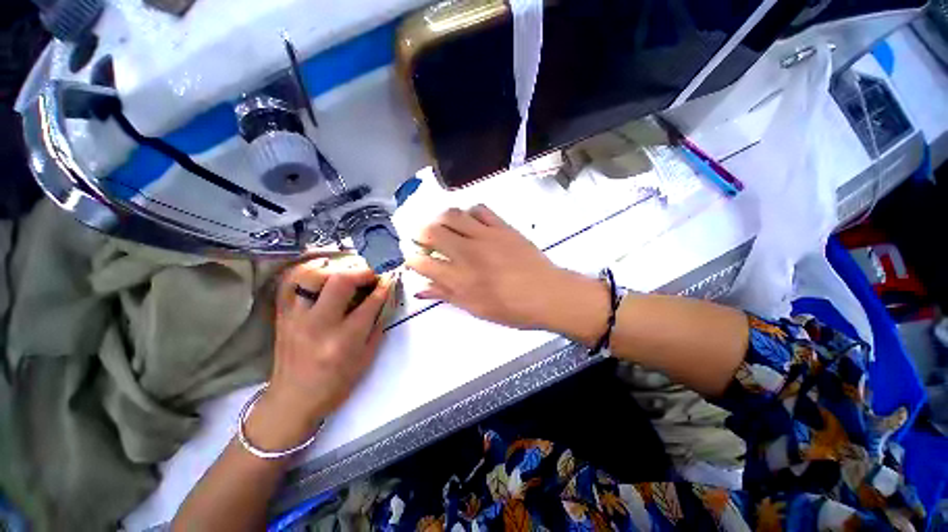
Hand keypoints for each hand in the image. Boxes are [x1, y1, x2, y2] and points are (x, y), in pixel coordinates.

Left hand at [249, 259, 394, 449]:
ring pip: (312, 276)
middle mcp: (318, 324)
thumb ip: (377, 325)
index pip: (370, 303)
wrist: (293, 399)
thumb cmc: (336, 383)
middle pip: (340, 281)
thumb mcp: (366, 358)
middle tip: (372, 273)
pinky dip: (308, 271)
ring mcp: (296, 317)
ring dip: (336, 268)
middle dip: (362, 271)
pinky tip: (322, 272)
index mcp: (344, 340)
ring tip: (348, 271)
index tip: (390, 278)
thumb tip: (385, 297)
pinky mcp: (282, 315)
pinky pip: (291, 282)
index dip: (383, 286)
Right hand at [406, 205, 610, 344]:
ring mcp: (485, 236)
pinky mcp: (502, 227)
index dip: (411, 259)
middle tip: (423, 239)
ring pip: (452, 214)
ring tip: (443, 227)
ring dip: (440, 219)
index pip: (422, 262)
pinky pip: (479, 209)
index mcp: (459, 279)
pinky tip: (469, 222)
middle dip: (419, 234)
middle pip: (431, 231)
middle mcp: (467, 253)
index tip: (413, 259)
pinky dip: (468, 212)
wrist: (547, 294)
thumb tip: (421, 288)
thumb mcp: (475, 308)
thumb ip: (446, 295)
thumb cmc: (511, 308)